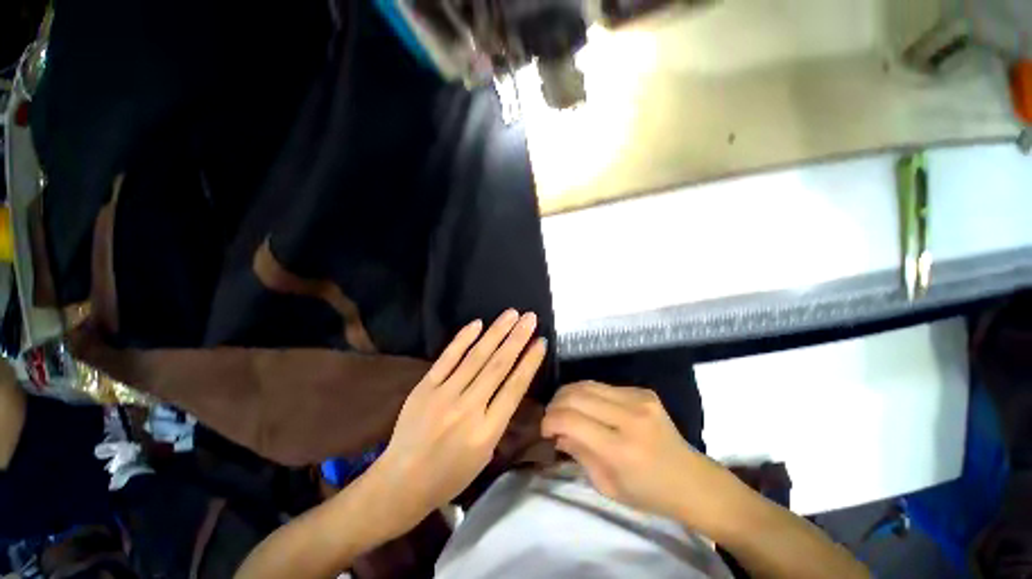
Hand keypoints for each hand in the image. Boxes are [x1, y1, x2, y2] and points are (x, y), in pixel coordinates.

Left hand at [370, 310, 546, 532]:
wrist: (401, 482)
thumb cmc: (450, 474)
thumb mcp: (485, 454)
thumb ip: (499, 417)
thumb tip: (510, 382)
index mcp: (487, 431)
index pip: (515, 388)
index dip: (530, 362)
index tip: (541, 342)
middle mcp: (468, 409)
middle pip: (498, 366)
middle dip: (517, 338)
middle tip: (530, 317)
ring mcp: (444, 395)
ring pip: (476, 357)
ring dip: (496, 332)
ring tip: (512, 314)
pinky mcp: (425, 387)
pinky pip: (447, 358)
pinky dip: (463, 339)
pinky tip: (477, 323)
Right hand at [542, 381, 733, 524]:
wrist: (692, 480)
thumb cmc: (648, 493)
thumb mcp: (607, 486)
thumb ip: (578, 453)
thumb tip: (557, 431)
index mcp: (621, 449)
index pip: (571, 420)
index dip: (550, 420)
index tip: (544, 429)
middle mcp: (630, 417)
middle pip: (576, 396)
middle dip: (555, 404)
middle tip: (551, 417)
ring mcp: (639, 399)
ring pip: (587, 384)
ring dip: (568, 394)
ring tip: (563, 407)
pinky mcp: (643, 391)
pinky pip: (603, 386)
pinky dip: (587, 394)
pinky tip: (588, 406)